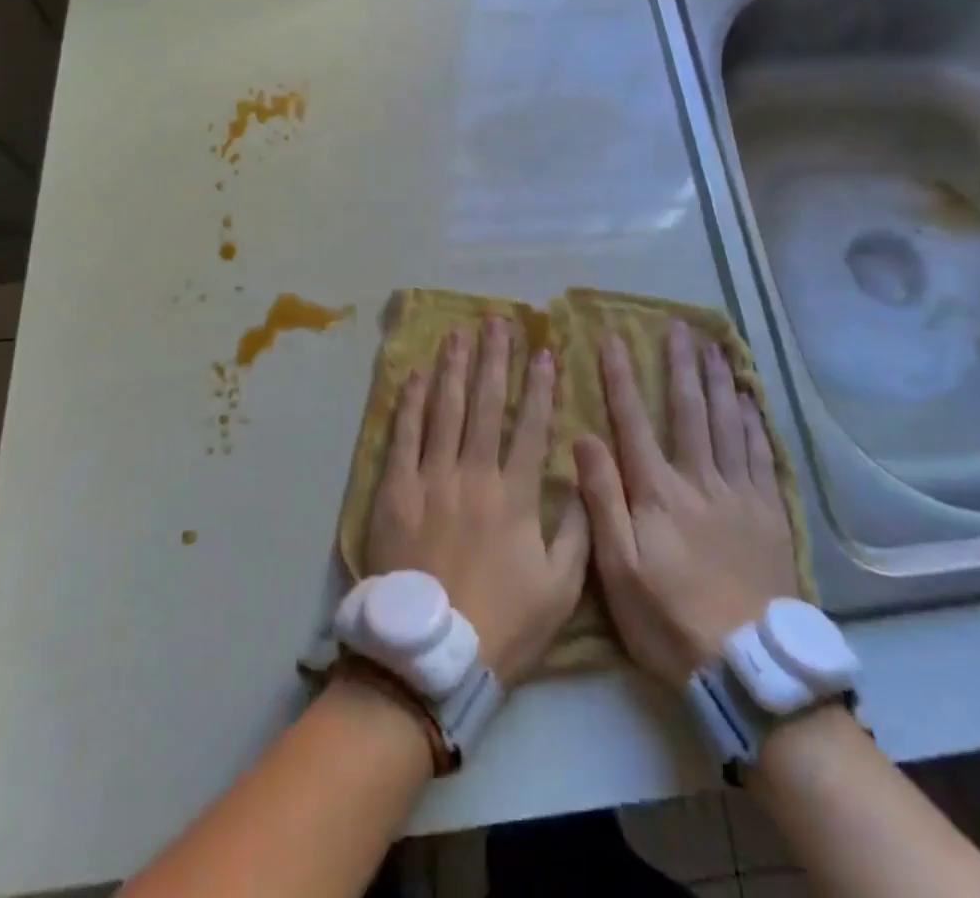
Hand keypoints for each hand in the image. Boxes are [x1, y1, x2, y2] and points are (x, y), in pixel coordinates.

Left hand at [364, 318, 589, 685]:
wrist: (429, 658)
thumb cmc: (501, 624)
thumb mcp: (560, 591)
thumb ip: (578, 532)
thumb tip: (585, 478)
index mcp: (515, 495)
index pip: (532, 426)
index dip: (540, 386)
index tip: (545, 351)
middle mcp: (473, 474)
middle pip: (485, 404)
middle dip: (495, 358)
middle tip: (498, 321)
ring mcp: (430, 479)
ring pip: (444, 410)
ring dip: (453, 367)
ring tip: (459, 332)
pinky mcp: (394, 491)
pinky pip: (403, 436)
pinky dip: (410, 403)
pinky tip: (416, 374)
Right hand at [574, 320, 802, 686]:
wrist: (749, 666)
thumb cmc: (670, 620)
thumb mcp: (617, 570)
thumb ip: (602, 500)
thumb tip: (584, 438)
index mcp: (657, 492)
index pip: (632, 421)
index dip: (621, 377)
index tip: (612, 338)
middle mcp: (699, 479)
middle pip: (688, 410)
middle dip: (679, 364)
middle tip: (678, 326)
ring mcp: (739, 492)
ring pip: (727, 422)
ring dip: (717, 380)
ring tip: (713, 346)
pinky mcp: (768, 512)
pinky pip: (760, 453)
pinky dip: (752, 421)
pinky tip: (748, 399)